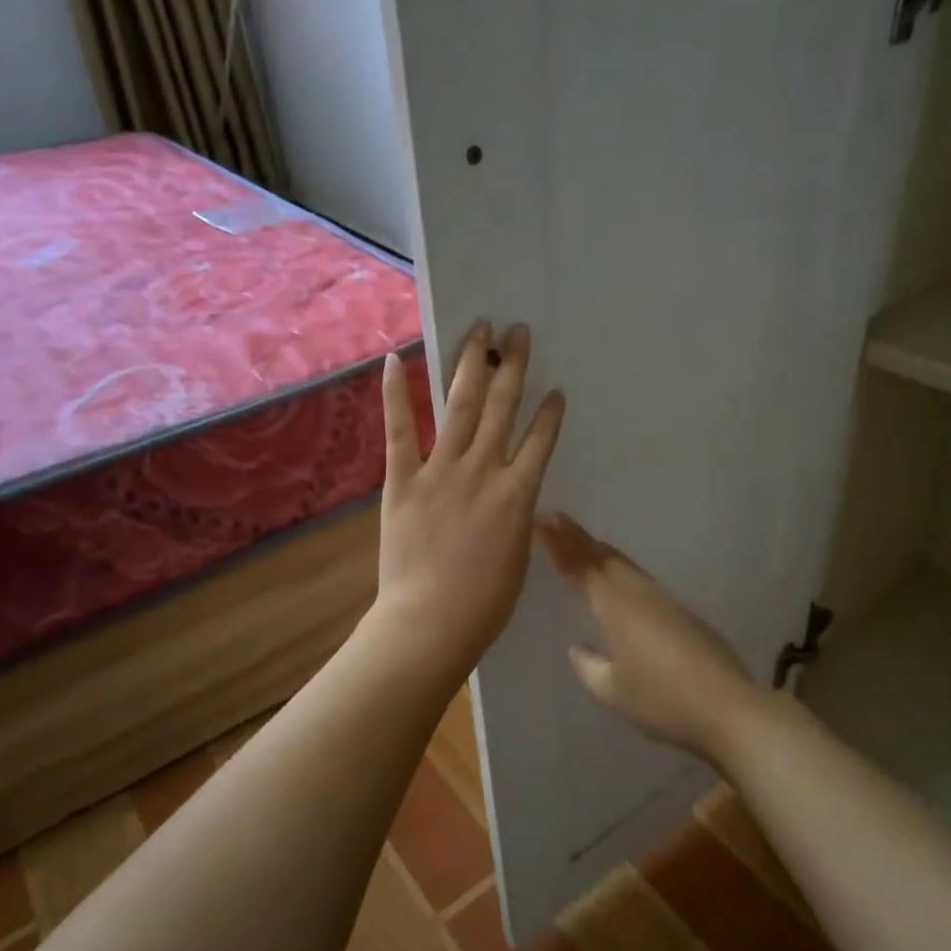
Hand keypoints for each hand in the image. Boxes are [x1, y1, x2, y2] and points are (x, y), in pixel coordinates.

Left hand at [374, 322, 564, 681]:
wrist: (431, 623)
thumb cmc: (485, 603)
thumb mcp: (519, 556)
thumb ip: (518, 518)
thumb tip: (516, 498)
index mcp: (518, 494)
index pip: (540, 440)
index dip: (549, 412)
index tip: (555, 389)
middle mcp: (484, 470)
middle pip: (501, 406)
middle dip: (513, 365)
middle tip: (518, 330)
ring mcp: (441, 471)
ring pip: (459, 405)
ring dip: (471, 363)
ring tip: (480, 328)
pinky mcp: (402, 480)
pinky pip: (400, 431)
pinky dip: (396, 394)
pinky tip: (394, 359)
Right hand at [536, 513, 764, 761]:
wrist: (729, 708)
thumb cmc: (663, 700)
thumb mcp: (613, 691)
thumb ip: (590, 668)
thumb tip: (579, 648)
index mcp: (617, 606)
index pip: (581, 566)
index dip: (559, 544)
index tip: (541, 521)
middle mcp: (640, 594)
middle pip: (604, 557)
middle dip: (578, 539)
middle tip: (555, 521)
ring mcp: (666, 602)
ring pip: (625, 567)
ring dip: (601, 553)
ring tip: (583, 545)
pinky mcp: (684, 615)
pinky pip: (641, 582)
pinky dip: (621, 572)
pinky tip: (620, 583)